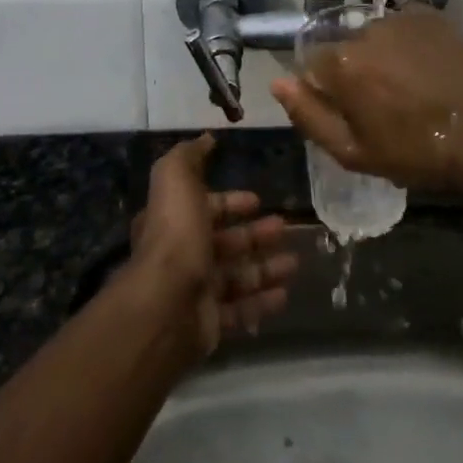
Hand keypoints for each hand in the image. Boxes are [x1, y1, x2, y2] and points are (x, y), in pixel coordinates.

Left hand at [127, 134, 299, 354]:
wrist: (167, 303)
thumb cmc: (175, 234)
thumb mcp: (176, 179)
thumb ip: (189, 156)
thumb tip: (206, 138)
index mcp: (174, 222)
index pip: (205, 208)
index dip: (230, 202)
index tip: (257, 199)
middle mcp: (183, 256)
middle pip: (225, 242)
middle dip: (255, 234)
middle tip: (285, 227)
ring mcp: (197, 292)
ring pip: (237, 276)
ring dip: (265, 267)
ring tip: (295, 262)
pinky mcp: (210, 324)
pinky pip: (241, 310)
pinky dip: (262, 301)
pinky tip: (285, 293)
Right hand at [270, 8, 462, 195]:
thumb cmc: (417, 152)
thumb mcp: (354, 152)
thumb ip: (308, 116)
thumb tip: (278, 83)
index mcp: (342, 63)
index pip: (313, 65)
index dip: (328, 91)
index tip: (351, 112)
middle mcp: (366, 29)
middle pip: (345, 48)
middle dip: (356, 71)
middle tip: (385, 104)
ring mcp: (402, 18)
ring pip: (375, 36)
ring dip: (383, 56)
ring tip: (412, 86)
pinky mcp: (432, 15)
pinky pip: (405, 26)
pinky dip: (409, 43)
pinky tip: (429, 69)